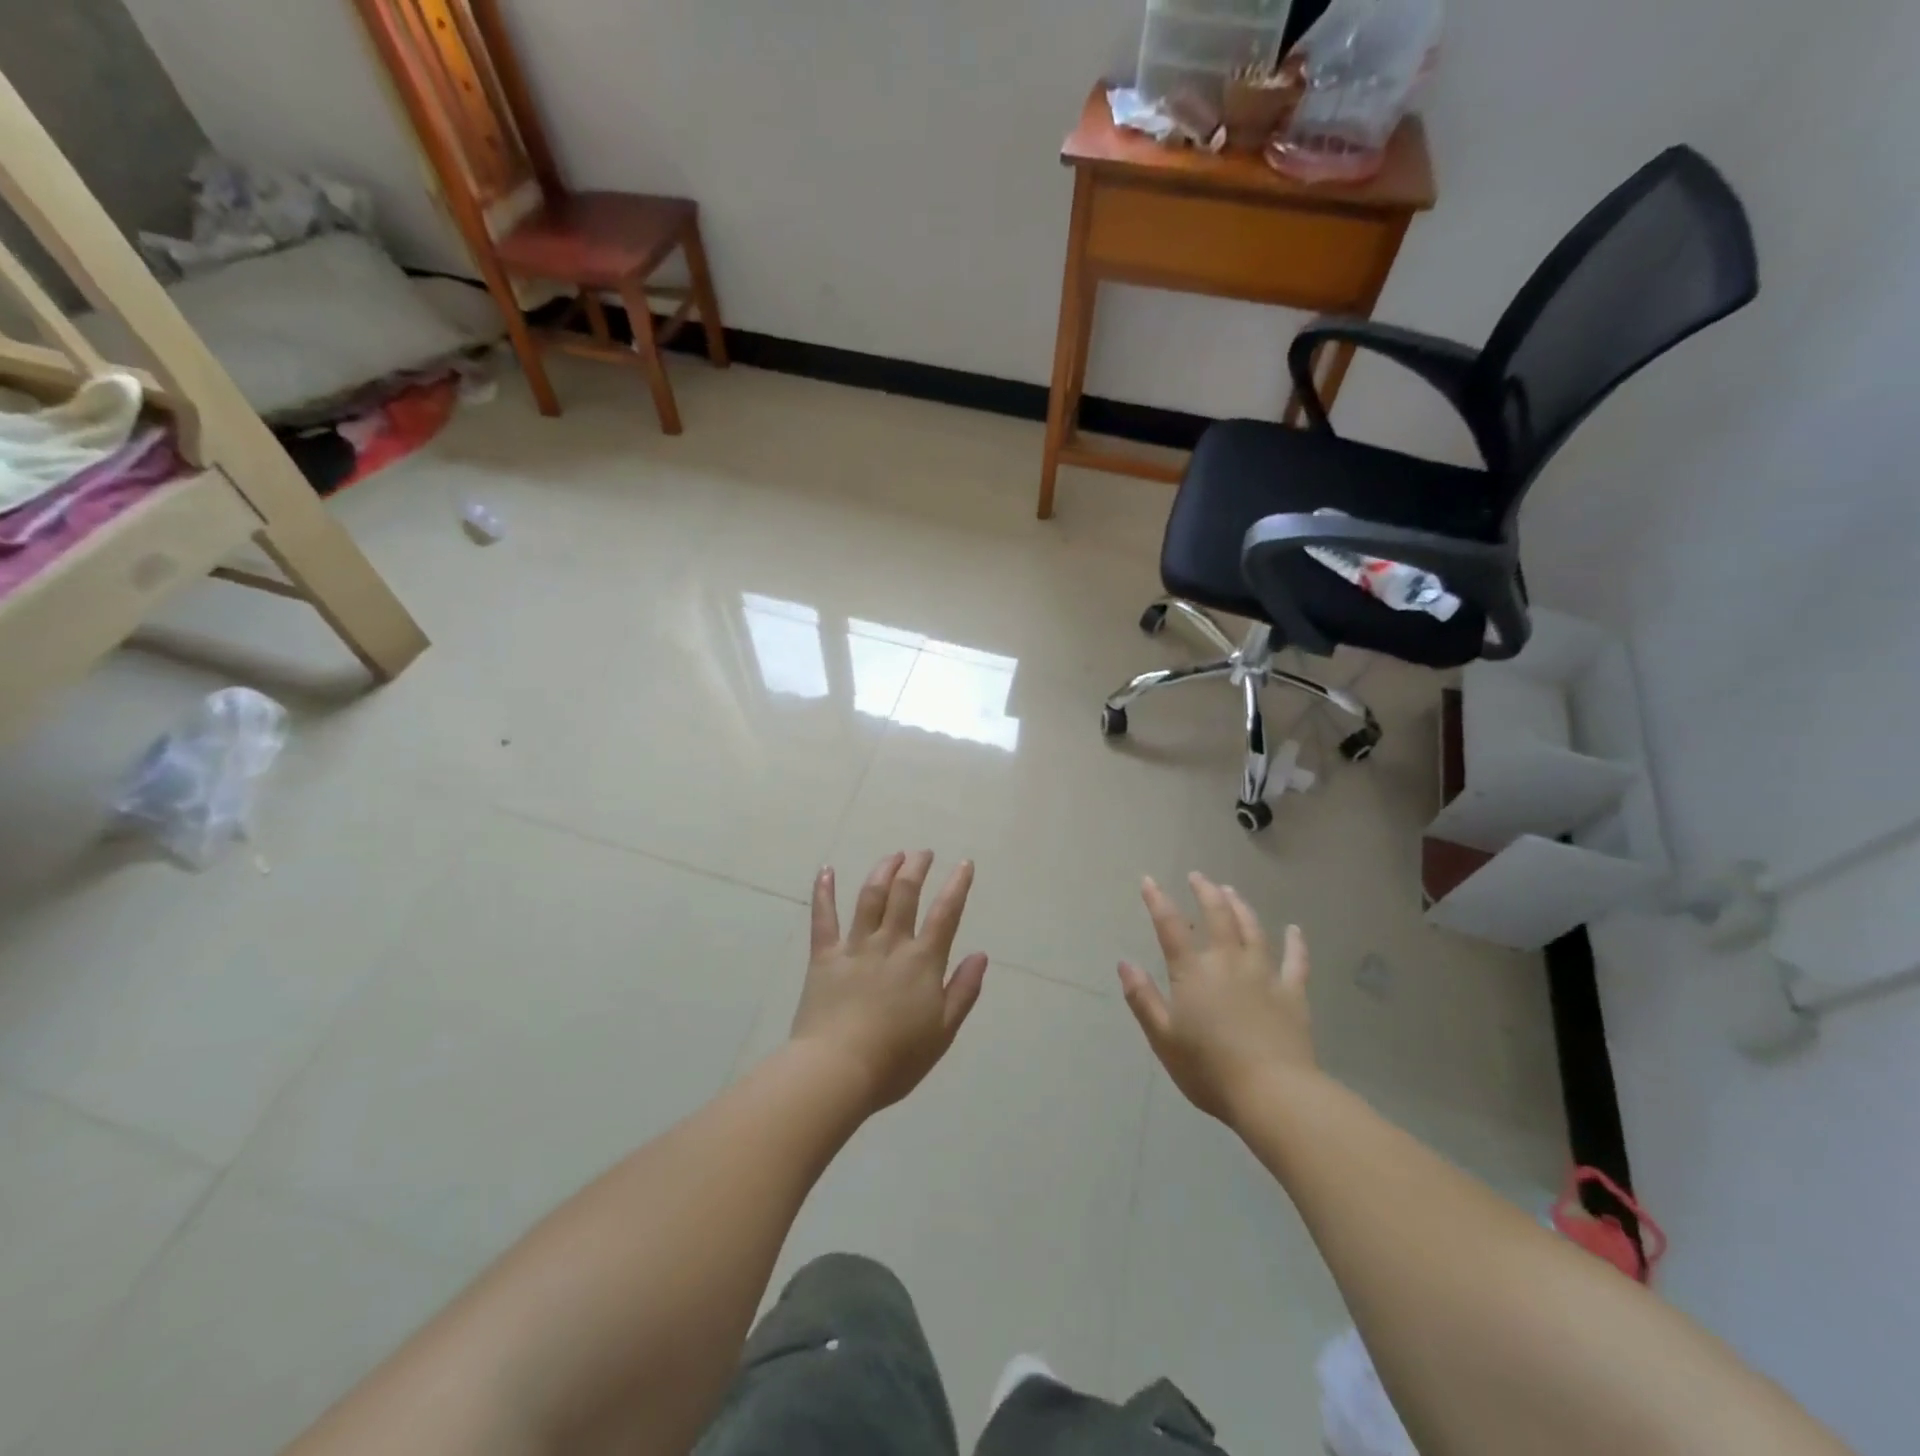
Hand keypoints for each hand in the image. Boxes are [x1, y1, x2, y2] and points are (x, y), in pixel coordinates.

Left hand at [790, 852, 988, 1110]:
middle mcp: (891, 943)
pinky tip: (826, 870)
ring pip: (870, 896)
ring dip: (883, 870)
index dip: (957, 885)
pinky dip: (824, 891)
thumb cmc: (896, 1059)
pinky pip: (824, 918)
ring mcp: (855, 946)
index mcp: (922, 962)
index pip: (945, 913)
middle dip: (917, 867)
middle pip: (905, 893)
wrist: (838, 1070)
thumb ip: (963, 991)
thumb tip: (980, 955)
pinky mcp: (824, 956)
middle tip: (923, 853)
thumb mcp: (942, 1032)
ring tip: (893, 856)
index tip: (964, 863)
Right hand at [1119, 872, 1316, 1125]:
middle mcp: (1228, 963)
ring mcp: (1264, 975)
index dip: (1158, 901)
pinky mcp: (1293, 994)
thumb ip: (1143, 999)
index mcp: (1193, 973)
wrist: (1274, 1094)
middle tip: (1198, 877)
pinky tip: (1295, 930)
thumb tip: (1125, 964)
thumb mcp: (1163, 1038)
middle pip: (1218, 916)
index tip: (1149, 880)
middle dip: (1206, 892)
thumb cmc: (1209, 1069)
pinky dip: (1296, 944)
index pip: (1171, 927)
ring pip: (1253, 930)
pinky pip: (1296, 962)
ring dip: (1241, 907)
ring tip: (1232, 891)